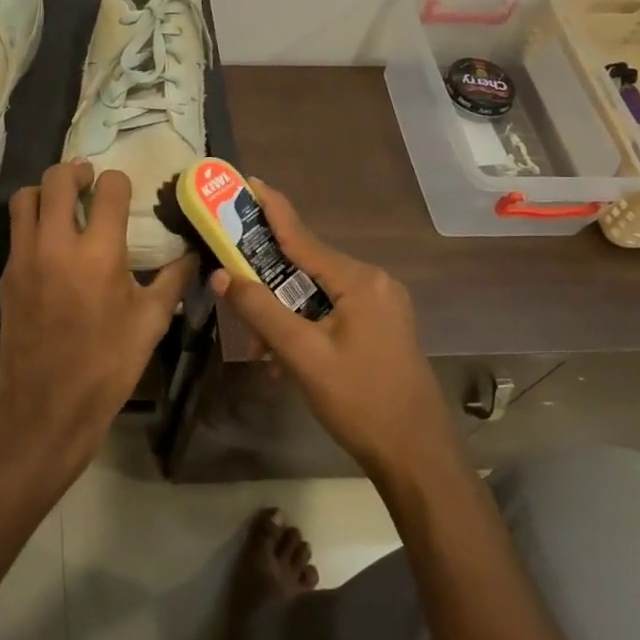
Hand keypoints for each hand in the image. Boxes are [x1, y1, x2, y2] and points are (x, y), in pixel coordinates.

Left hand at [0, 161, 197, 469]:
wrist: (49, 405)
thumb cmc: (109, 364)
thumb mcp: (151, 321)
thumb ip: (174, 279)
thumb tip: (193, 255)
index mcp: (99, 252)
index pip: (109, 189)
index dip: (119, 182)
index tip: (124, 191)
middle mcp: (57, 244)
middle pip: (57, 179)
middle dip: (77, 172)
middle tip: (89, 181)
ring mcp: (25, 257)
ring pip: (26, 198)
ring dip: (45, 191)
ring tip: (63, 204)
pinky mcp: (7, 275)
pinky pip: (17, 232)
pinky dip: (33, 223)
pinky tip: (51, 245)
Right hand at [209, 179, 460, 478]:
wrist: (418, 457)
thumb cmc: (361, 402)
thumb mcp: (303, 355)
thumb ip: (260, 311)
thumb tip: (221, 275)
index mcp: (360, 281)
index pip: (303, 237)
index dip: (271, 209)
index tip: (248, 181)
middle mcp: (374, 283)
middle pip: (307, 267)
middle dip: (267, 283)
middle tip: (230, 283)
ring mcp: (380, 306)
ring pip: (316, 295)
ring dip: (283, 315)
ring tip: (258, 349)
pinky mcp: (380, 328)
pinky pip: (331, 312)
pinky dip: (303, 327)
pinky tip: (284, 358)